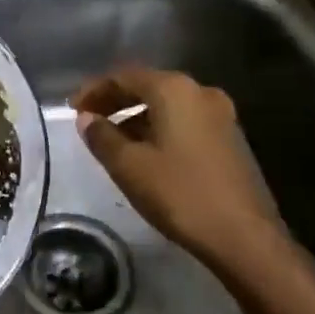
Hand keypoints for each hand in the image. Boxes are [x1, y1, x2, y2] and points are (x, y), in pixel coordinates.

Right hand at [72, 66, 287, 268]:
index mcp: (174, 90)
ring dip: (136, 116)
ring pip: (167, 105)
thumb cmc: (180, 194)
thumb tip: (86, 119)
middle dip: (114, 101)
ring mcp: (220, 115)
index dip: (94, 90)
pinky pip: (184, 121)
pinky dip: (158, 128)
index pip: (124, 76)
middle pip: (147, 86)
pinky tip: (143, 152)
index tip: (71, 108)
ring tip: (110, 139)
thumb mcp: (129, 166)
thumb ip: (102, 136)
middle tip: (87, 120)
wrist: (243, 237)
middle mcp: (200, 92)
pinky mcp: (229, 138)